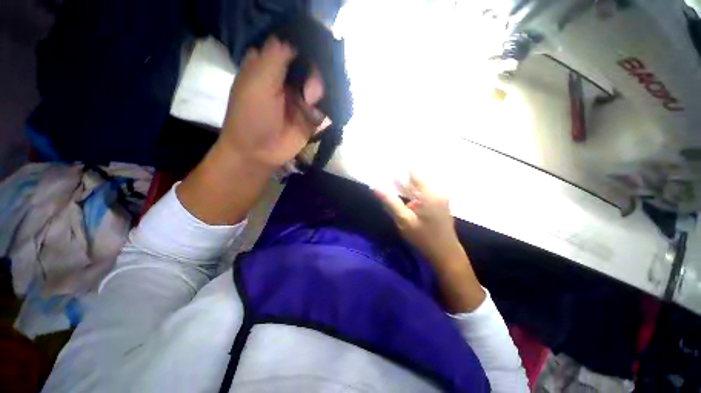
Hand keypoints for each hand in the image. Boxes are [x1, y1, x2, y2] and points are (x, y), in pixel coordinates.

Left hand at [220, 37, 324, 169]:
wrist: (259, 152)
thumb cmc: (251, 115)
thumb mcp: (258, 81)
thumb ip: (275, 57)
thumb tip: (294, 39)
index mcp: (270, 65)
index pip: (292, 46)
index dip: (305, 46)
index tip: (314, 51)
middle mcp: (287, 79)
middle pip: (311, 64)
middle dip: (315, 73)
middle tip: (309, 91)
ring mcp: (301, 98)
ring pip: (321, 84)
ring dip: (320, 91)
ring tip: (311, 104)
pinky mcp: (311, 116)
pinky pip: (325, 106)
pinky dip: (324, 108)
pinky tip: (316, 115)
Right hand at [374, 173, 462, 264]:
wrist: (445, 254)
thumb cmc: (424, 238)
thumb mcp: (404, 220)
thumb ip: (390, 202)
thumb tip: (375, 187)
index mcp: (429, 193)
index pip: (414, 172)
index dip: (401, 166)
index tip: (388, 162)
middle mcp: (436, 191)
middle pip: (416, 179)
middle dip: (401, 177)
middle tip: (385, 173)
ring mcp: (439, 197)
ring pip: (419, 186)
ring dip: (405, 185)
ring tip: (390, 182)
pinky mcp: (439, 203)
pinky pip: (423, 193)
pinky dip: (412, 192)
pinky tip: (402, 195)